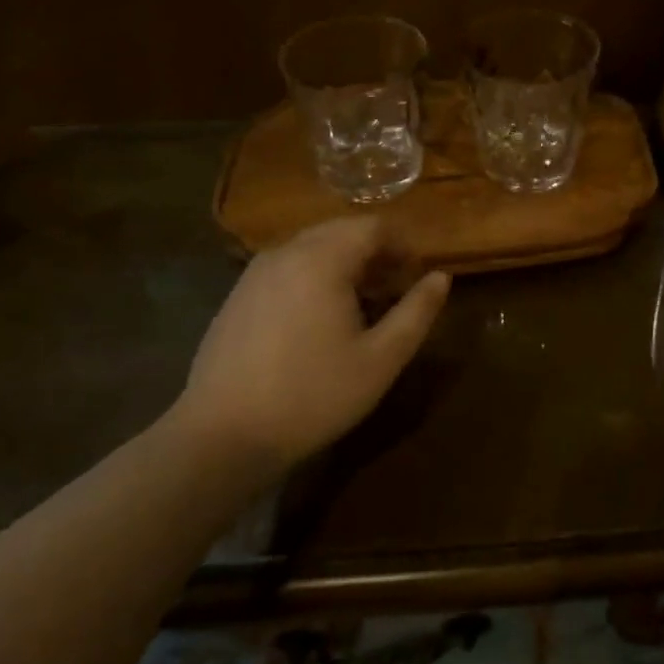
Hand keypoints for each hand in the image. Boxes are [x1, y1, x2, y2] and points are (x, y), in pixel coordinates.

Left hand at [170, 217, 449, 473]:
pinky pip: (287, 267)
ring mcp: (256, 272)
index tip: (416, 278)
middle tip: (393, 291)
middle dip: (375, 253)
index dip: (403, 246)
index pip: (374, 226)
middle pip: (342, 231)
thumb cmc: (313, 396)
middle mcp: (286, 252)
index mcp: (322, 258)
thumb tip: (442, 277)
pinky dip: (314, 276)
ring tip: (360, 307)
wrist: (221, 437)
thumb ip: (417, 312)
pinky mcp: (238, 295)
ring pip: (313, 248)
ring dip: (344, 264)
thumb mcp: (381, 359)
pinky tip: (318, 321)